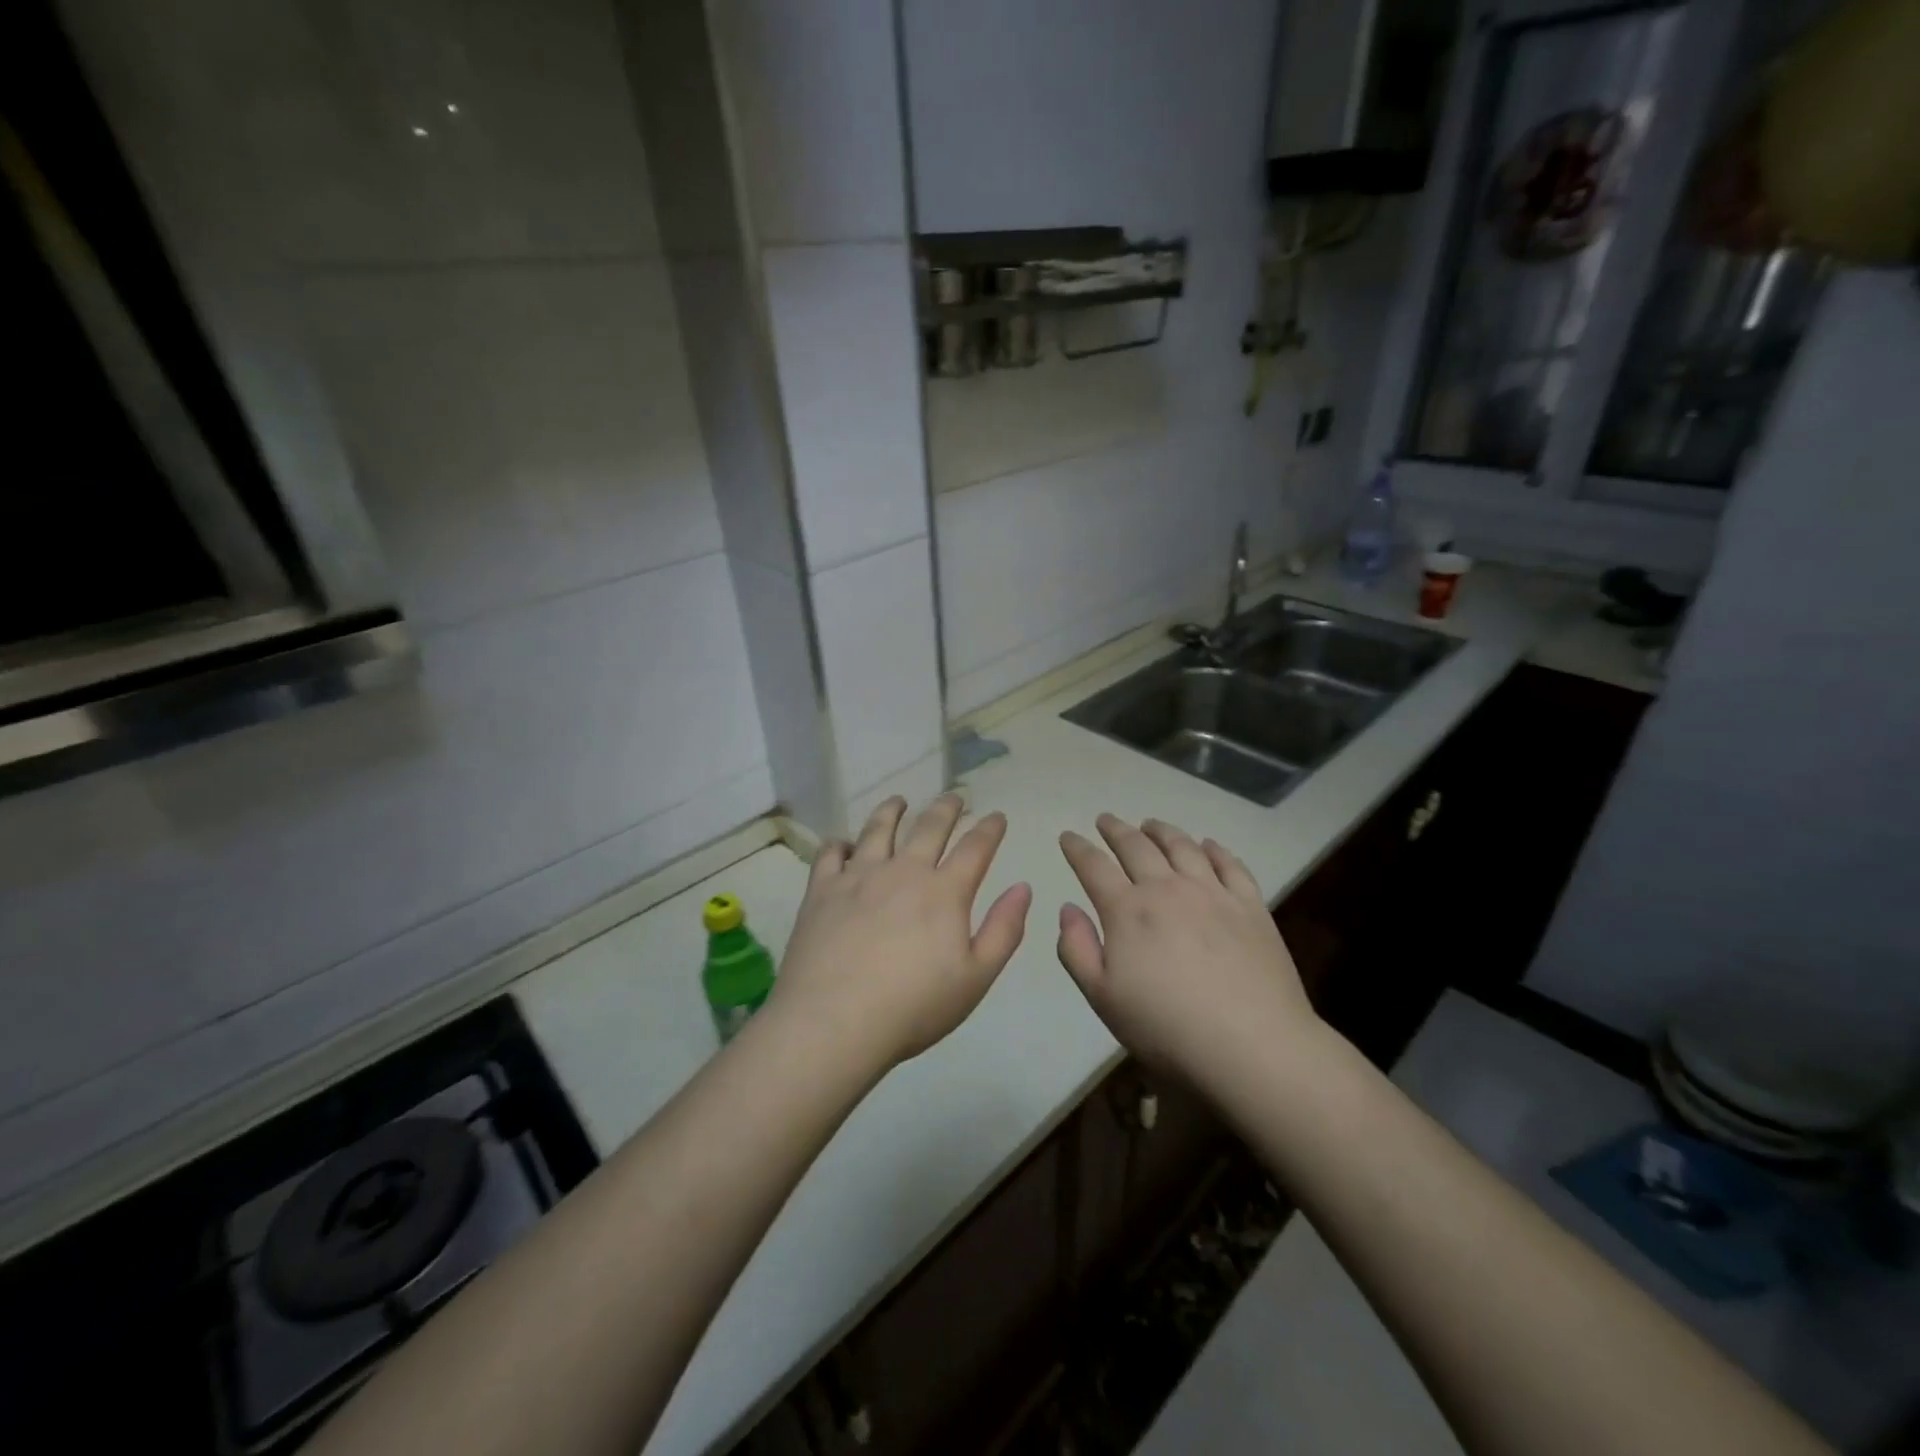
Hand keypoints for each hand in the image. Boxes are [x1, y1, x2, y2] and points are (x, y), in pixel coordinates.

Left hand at [770, 794, 1031, 1072]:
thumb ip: (1003, 930)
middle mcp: (903, 871)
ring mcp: (859, 876)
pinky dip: (840, 843)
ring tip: (898, 801)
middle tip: (954, 797)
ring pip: (878, 829)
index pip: (975, 848)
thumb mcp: (976, 978)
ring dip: (892, 811)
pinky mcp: (822, 889)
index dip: (989, 829)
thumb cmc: (913, 1007)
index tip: (996, 816)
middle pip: (928, 827)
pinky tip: (843, 843)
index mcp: (944, 892)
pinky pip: (831, 853)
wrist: (834, 1021)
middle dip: (946, 808)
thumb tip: (1023, 887)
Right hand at [1057, 814, 1316, 1087]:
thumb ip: (1077, 949)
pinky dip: (1214, 849)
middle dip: (1116, 830)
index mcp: (1127, 911)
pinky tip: (1208, 845)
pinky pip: (1230, 864)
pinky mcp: (1251, 906)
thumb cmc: (1167, 1029)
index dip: (1078, 848)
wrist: (1252, 1045)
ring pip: (1182, 847)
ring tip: (1150, 824)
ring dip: (1161, 831)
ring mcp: (1213, 893)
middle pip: (1136, 847)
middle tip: (1105, 820)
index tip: (1068, 836)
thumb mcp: (1103, 998)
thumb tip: (1068, 908)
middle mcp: (1167, 889)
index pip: (1094, 866)